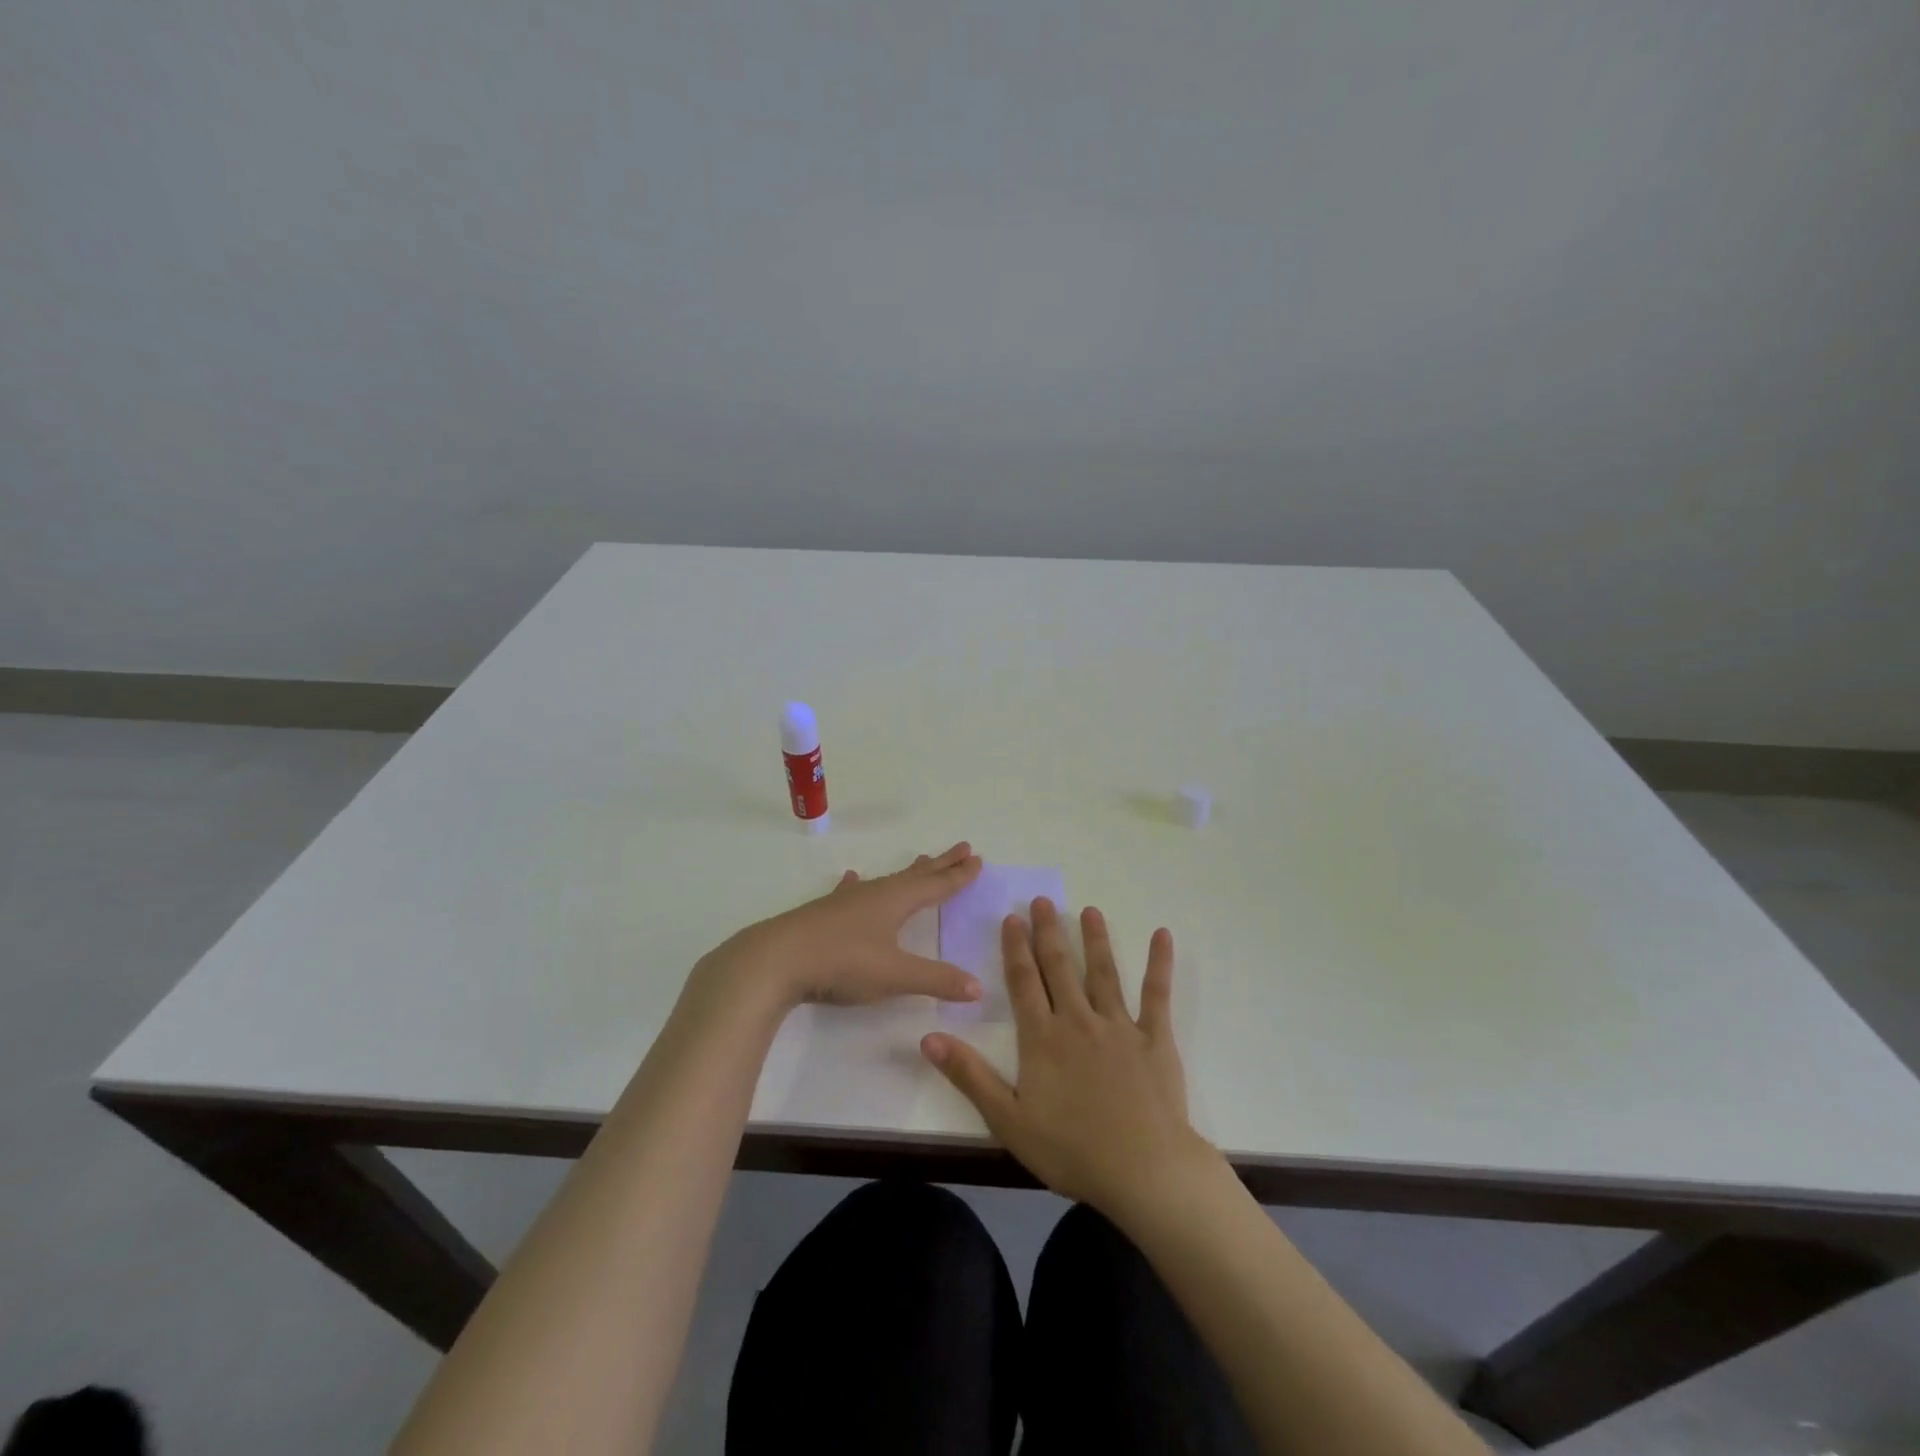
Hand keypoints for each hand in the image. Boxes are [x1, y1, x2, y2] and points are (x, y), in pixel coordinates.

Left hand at [701, 843, 984, 1011]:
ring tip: (920, 860)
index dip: (958, 875)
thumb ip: (936, 980)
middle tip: (962, 848)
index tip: (977, 859)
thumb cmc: (841, 963)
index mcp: (895, 901)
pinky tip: (851, 879)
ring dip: (907, 872)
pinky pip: (849, 892)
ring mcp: (846, 901)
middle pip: (915, 875)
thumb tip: (977, 987)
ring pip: (885, 881)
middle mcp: (874, 893)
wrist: (775, 959)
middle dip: (940, 864)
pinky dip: (856, 884)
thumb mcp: (895, 975)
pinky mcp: (824, 913)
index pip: (936, 885)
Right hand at [921, 898, 1218, 1221]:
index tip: (1012, 918)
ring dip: (1095, 939)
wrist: (1143, 1171)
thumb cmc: (1071, 1150)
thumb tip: (928, 1037)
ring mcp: (1119, 1026)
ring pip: (1103, 973)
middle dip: (1049, 932)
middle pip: (1060, 968)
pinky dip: (1159, 964)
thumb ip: (969, 1075)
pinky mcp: (1155, 1038)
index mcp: (1043, 1038)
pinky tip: (1162, 935)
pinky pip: (1156, 994)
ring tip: (1089, 910)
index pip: (1024, 982)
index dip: (1016, 948)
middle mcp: (1078, 1021)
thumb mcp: (1007, 1120)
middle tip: (1043, 900)